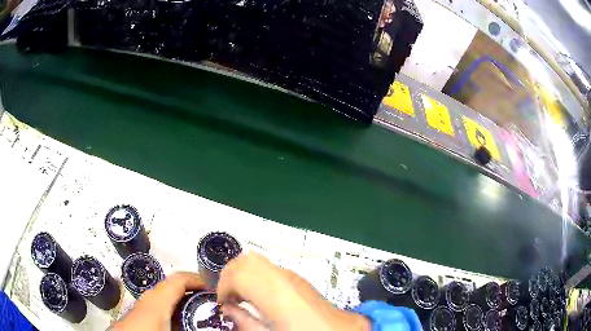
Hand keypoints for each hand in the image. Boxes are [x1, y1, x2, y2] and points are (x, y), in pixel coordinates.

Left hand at [114, 272, 204, 330]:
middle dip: (194, 291)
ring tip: (199, 312)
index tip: (216, 290)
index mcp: (157, 300)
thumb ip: (190, 326)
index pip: (179, 279)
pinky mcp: (139, 314)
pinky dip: (173, 309)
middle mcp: (149, 298)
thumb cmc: (145, 330)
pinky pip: (160, 305)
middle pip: (173, 286)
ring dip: (183, 300)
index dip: (198, 280)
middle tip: (212, 303)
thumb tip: (213, 327)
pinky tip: (179, 322)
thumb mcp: (171, 330)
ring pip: (166, 296)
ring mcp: (142, 306)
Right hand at [217, 252, 370, 330]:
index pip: (236, 273)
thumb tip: (228, 309)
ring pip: (256, 259)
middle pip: (244, 260)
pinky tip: (259, 294)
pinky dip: (256, 275)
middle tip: (229, 297)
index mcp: (273, 291)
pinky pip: (269, 267)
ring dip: (242, 274)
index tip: (223, 303)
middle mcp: (281, 276)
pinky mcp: (298, 277)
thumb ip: (245, 321)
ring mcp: (291, 274)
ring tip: (242, 296)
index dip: (223, 286)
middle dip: (229, 276)